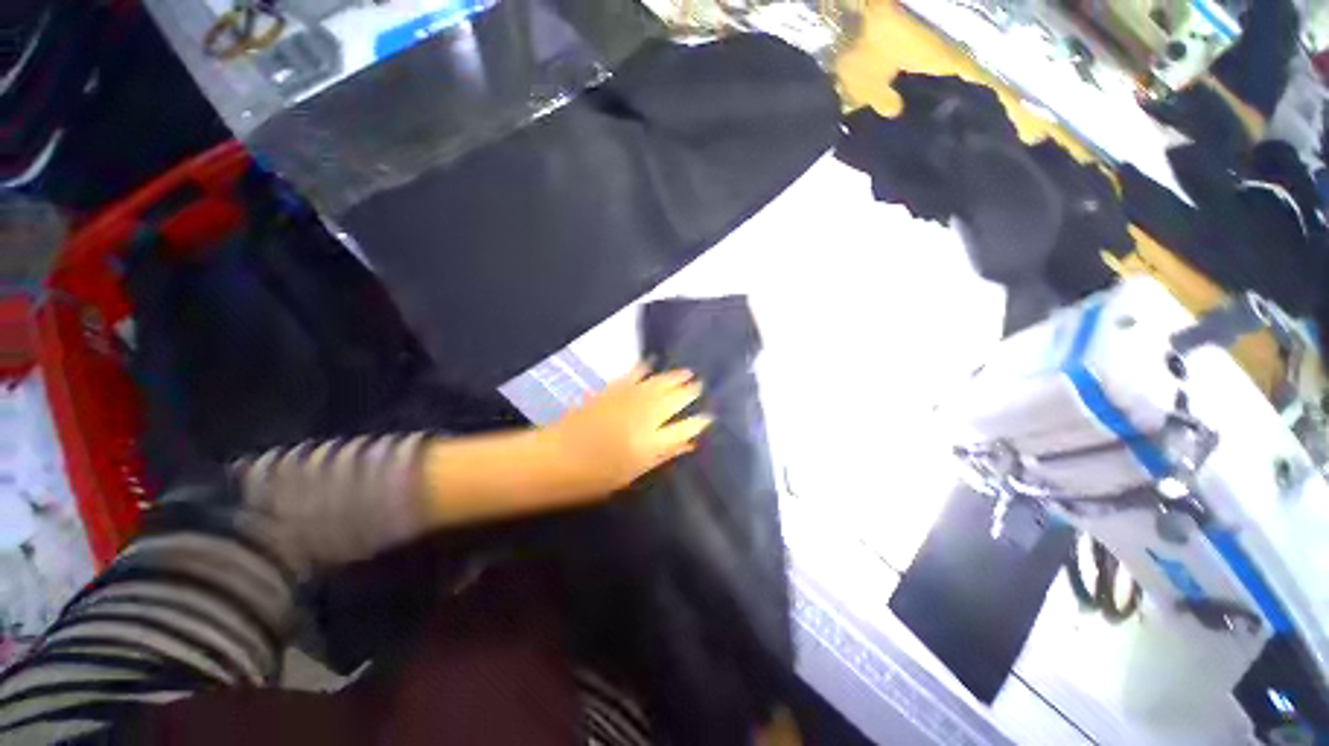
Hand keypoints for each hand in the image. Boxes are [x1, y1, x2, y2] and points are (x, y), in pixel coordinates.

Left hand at [546, 365, 713, 496]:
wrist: (554, 458)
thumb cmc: (593, 477)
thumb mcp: (632, 473)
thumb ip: (662, 454)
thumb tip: (687, 443)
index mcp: (651, 443)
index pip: (684, 428)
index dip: (698, 422)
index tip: (707, 416)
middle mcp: (644, 416)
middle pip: (674, 400)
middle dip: (689, 392)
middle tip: (700, 385)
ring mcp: (627, 399)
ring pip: (658, 384)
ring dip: (674, 377)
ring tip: (686, 372)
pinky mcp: (611, 390)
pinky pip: (633, 375)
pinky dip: (644, 368)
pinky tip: (652, 363)